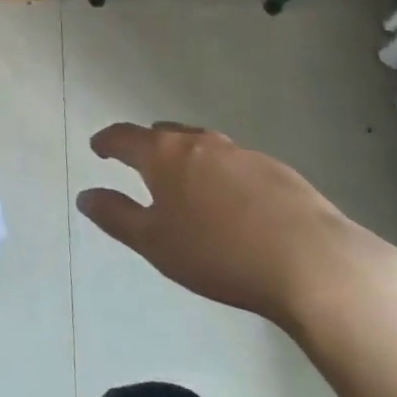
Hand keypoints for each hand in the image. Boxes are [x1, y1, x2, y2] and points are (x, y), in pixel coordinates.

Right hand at [76, 122, 396, 331]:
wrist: (312, 262)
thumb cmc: (219, 253)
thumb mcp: (156, 243)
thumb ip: (116, 216)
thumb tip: (85, 196)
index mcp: (164, 154)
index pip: (124, 137)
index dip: (107, 142)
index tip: (98, 148)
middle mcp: (199, 142)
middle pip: (164, 134)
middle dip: (148, 146)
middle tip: (141, 166)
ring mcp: (241, 152)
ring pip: (203, 146)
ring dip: (187, 159)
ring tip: (187, 185)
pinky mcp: (277, 170)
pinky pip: (236, 164)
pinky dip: (222, 175)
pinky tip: (234, 204)